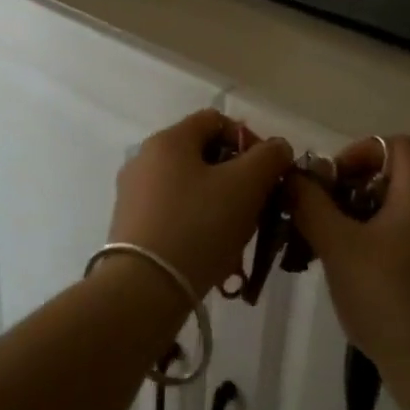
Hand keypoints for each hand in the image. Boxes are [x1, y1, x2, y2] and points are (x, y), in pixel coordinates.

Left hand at [109, 110, 293, 297]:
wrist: (144, 289)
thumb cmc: (199, 226)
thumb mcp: (246, 185)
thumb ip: (269, 157)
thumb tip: (278, 148)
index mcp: (169, 140)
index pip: (217, 120)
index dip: (250, 140)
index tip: (269, 172)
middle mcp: (145, 159)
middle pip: (204, 155)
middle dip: (238, 177)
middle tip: (259, 206)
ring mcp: (134, 194)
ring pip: (192, 187)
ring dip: (222, 204)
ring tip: (240, 235)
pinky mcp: (131, 226)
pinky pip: (175, 213)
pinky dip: (199, 224)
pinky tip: (215, 252)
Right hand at [288, 135, 409, 379]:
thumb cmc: (385, 293)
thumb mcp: (336, 243)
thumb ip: (310, 203)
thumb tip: (293, 176)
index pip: (393, 145)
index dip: (357, 153)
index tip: (329, 183)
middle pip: (388, 177)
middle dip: (346, 190)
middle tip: (316, 216)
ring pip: (389, 212)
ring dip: (352, 219)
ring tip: (320, 246)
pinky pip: (397, 240)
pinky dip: (368, 244)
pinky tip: (344, 273)